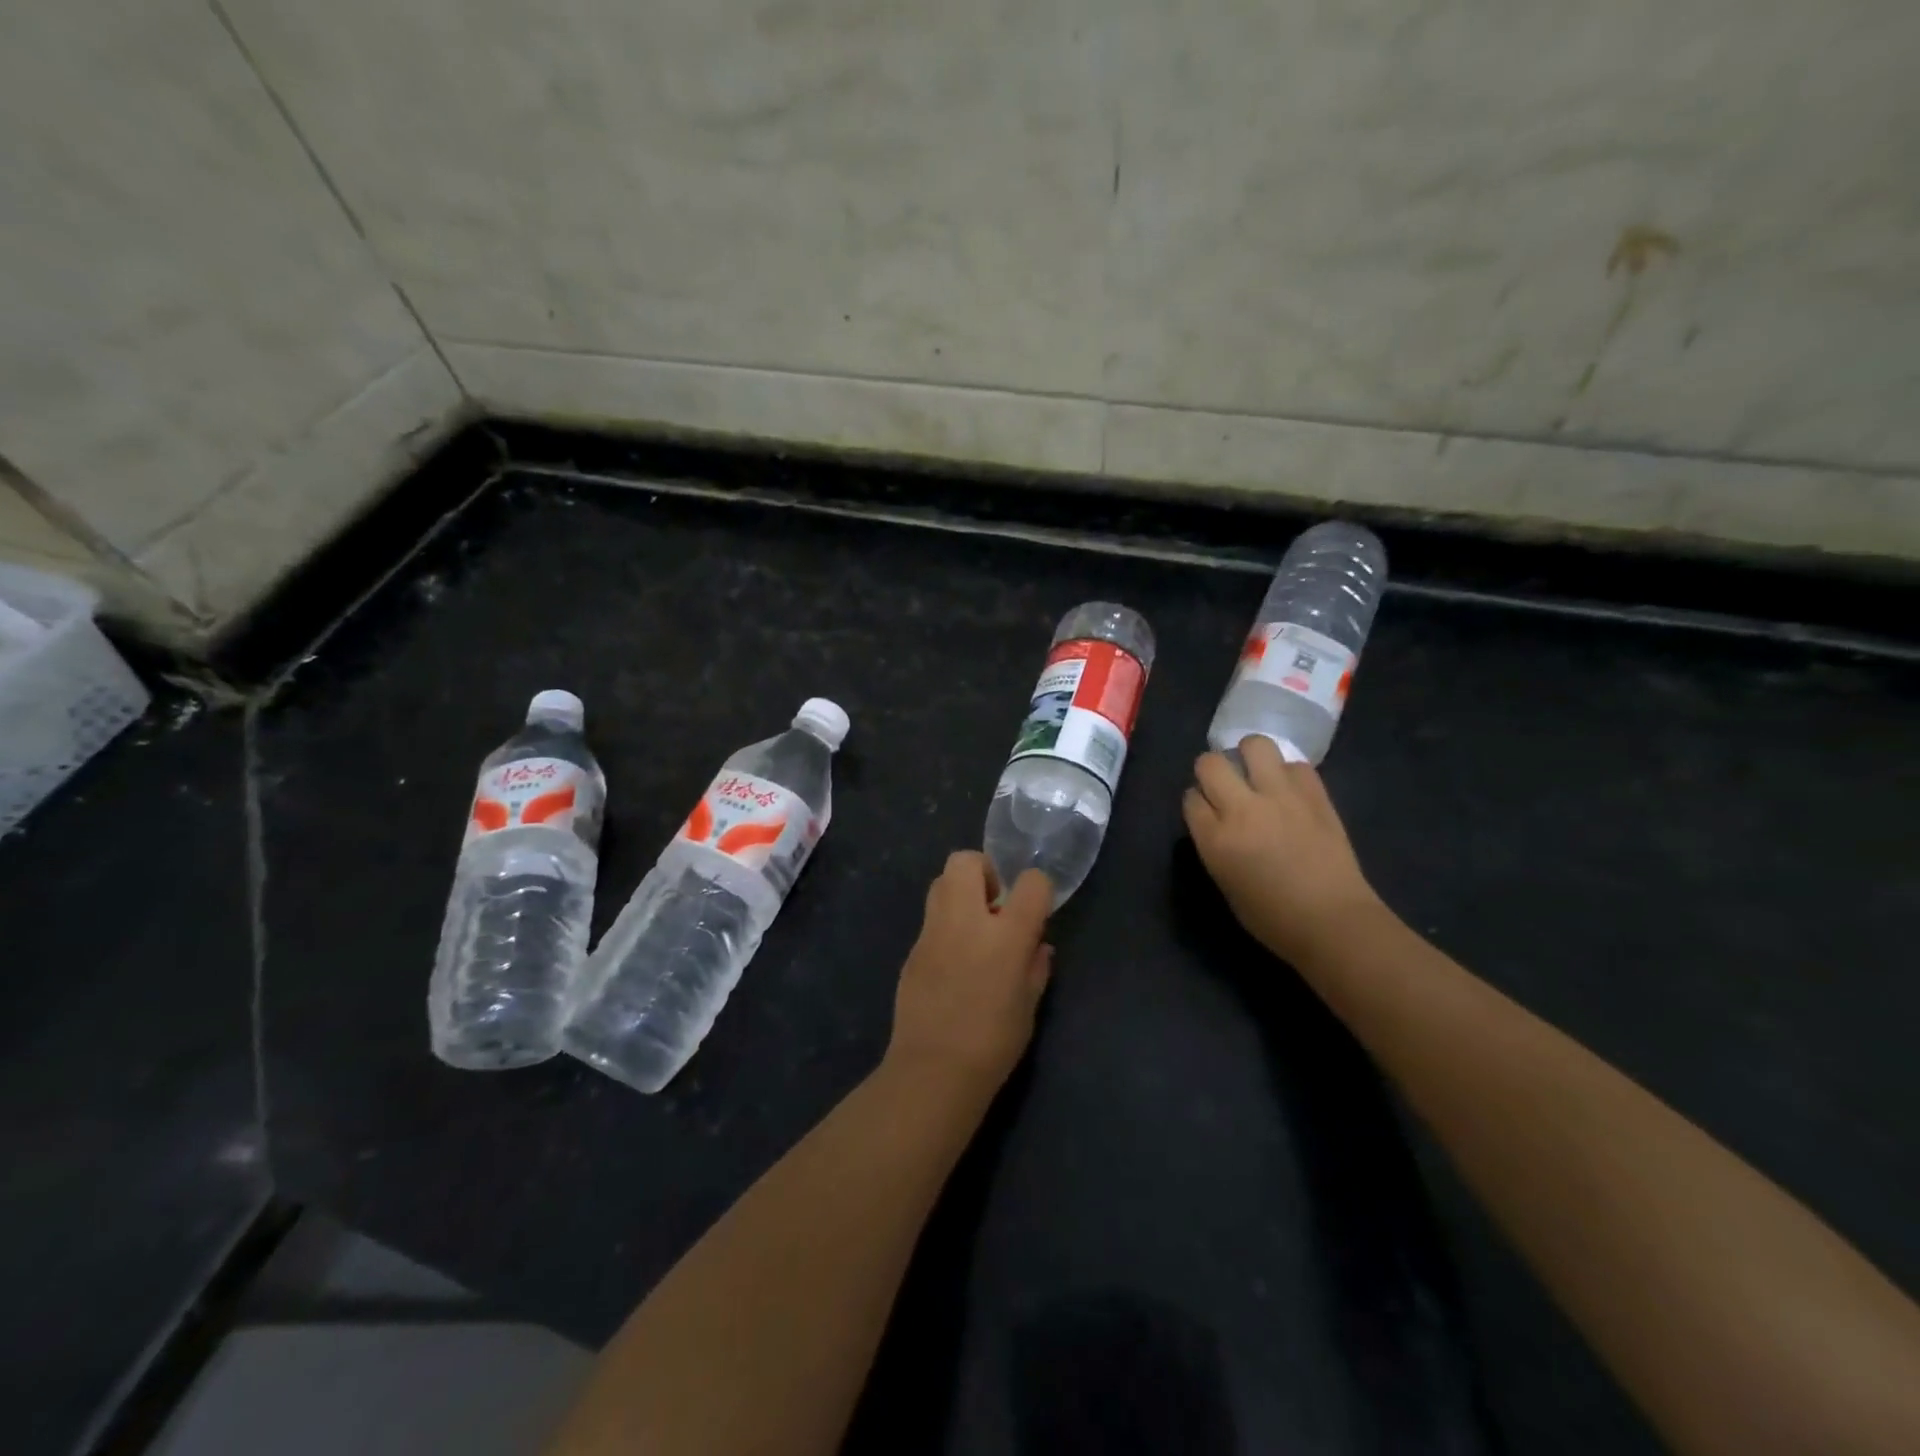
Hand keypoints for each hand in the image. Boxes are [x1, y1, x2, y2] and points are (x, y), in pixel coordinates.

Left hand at [884, 853, 1054, 1097]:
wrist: (934, 1069)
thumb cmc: (993, 1042)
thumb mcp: (1029, 1005)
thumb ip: (1036, 966)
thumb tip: (1037, 945)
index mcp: (1006, 935)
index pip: (1031, 882)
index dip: (1037, 888)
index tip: (1034, 907)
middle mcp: (966, 920)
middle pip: (967, 860)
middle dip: (983, 870)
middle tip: (994, 905)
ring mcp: (933, 931)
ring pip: (940, 881)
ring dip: (959, 892)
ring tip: (972, 927)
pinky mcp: (912, 948)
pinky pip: (931, 919)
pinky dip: (945, 925)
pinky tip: (952, 960)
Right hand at [1182, 735, 1383, 963]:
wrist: (1333, 921)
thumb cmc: (1272, 918)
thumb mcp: (1225, 883)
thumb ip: (1214, 845)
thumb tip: (1216, 820)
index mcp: (1216, 839)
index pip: (1190, 798)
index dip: (1197, 802)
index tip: (1207, 812)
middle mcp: (1243, 809)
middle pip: (1211, 763)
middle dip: (1212, 770)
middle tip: (1226, 785)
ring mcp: (1281, 797)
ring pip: (1255, 745)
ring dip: (1250, 756)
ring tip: (1257, 773)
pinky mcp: (1315, 795)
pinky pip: (1296, 765)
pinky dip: (1289, 774)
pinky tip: (1291, 792)